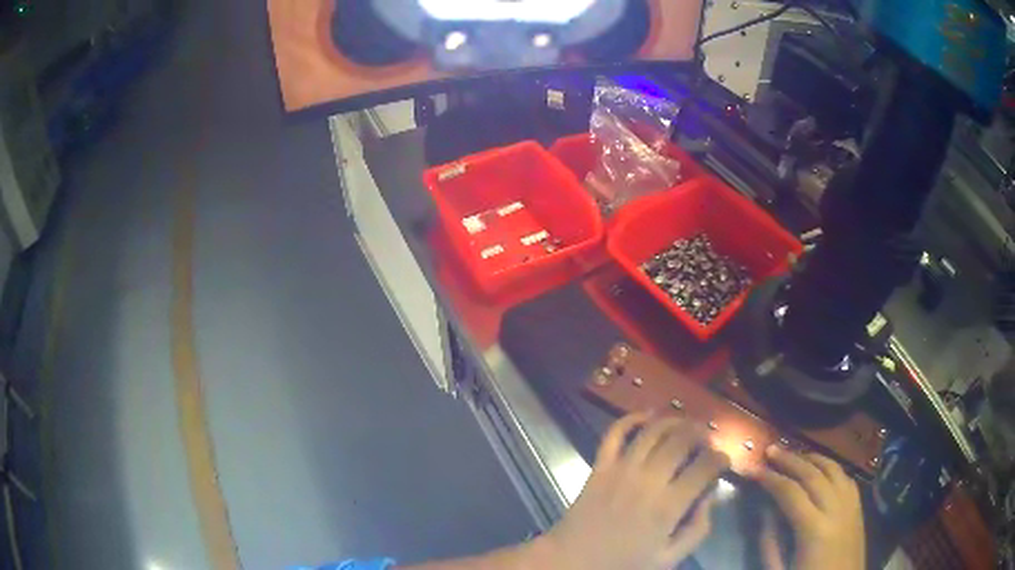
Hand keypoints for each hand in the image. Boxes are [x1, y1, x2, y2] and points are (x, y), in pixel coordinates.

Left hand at [538, 413, 729, 569]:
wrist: (572, 561)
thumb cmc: (622, 563)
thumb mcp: (668, 559)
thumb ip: (697, 530)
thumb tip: (710, 498)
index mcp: (668, 506)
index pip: (705, 467)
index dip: (720, 458)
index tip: (723, 460)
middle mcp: (648, 481)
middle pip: (682, 441)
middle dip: (701, 434)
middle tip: (707, 439)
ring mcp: (621, 470)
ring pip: (653, 431)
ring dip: (674, 421)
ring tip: (686, 424)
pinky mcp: (599, 466)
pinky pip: (615, 433)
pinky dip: (630, 418)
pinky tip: (646, 415)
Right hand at [756, 445, 864, 569]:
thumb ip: (770, 541)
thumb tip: (766, 509)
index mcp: (814, 530)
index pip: (790, 493)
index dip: (770, 478)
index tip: (752, 469)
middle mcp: (836, 510)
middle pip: (813, 475)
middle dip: (790, 460)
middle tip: (771, 449)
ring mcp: (851, 506)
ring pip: (834, 469)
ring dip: (813, 458)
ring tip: (795, 453)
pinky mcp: (859, 508)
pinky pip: (846, 478)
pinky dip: (832, 468)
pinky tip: (821, 468)